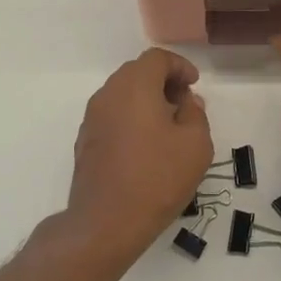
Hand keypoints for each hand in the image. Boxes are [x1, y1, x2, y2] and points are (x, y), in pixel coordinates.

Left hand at [65, 49, 213, 263]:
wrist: (106, 222)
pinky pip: (112, 116)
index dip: (180, 66)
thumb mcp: (196, 144)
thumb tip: (186, 102)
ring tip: (168, 126)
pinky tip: (146, 146)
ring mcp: (92, 118)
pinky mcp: (85, 141)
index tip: (194, 85)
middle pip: (136, 72)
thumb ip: (195, 113)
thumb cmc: (157, 178)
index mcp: (135, 86)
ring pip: (122, 94)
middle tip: (184, 104)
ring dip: (146, 100)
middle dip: (163, 81)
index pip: (157, 58)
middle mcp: (108, 94)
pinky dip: (131, 118)